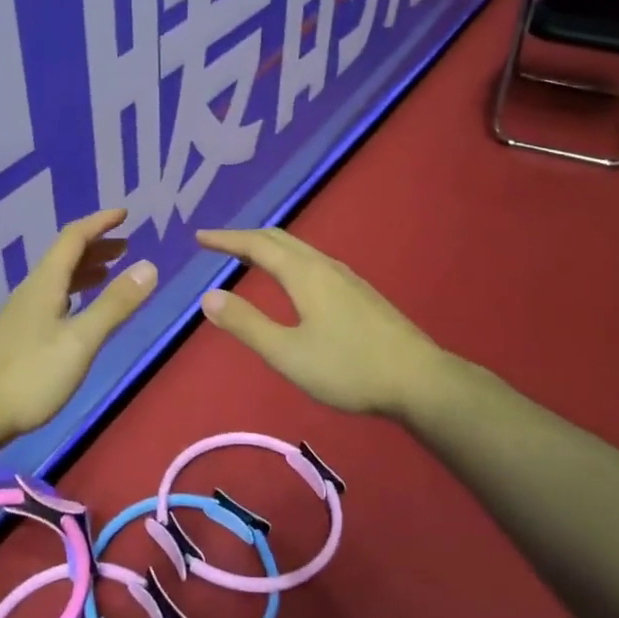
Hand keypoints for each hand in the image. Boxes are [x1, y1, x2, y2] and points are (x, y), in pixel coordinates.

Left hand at [0, 209, 155, 445]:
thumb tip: (149, 266)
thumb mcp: (81, 340)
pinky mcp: (17, 336)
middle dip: (96, 246)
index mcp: (45, 284)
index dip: (99, 223)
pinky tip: (78, 311)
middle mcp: (31, 291)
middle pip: (64, 256)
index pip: (73, 238)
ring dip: (85, 269)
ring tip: (110, 273)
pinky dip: (74, 292)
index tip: (124, 214)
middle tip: (126, 246)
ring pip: (57, 279)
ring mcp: (21, 314)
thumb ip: (115, 304)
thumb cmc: (31, 376)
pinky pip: (51, 298)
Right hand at [194, 227, 447, 419]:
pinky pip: (314, 263)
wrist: (419, 380)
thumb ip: (246, 324)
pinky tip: (292, 282)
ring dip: (269, 248)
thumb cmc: (348, 368)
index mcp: (305, 274)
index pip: (257, 245)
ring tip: (248, 259)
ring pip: (300, 250)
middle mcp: (325, 266)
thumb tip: (208, 296)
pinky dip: (288, 261)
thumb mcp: (287, 353)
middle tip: (218, 244)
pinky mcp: (360, 294)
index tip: (200, 237)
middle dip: (246, 237)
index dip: (226, 239)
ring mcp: (347, 278)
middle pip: (280, 239)